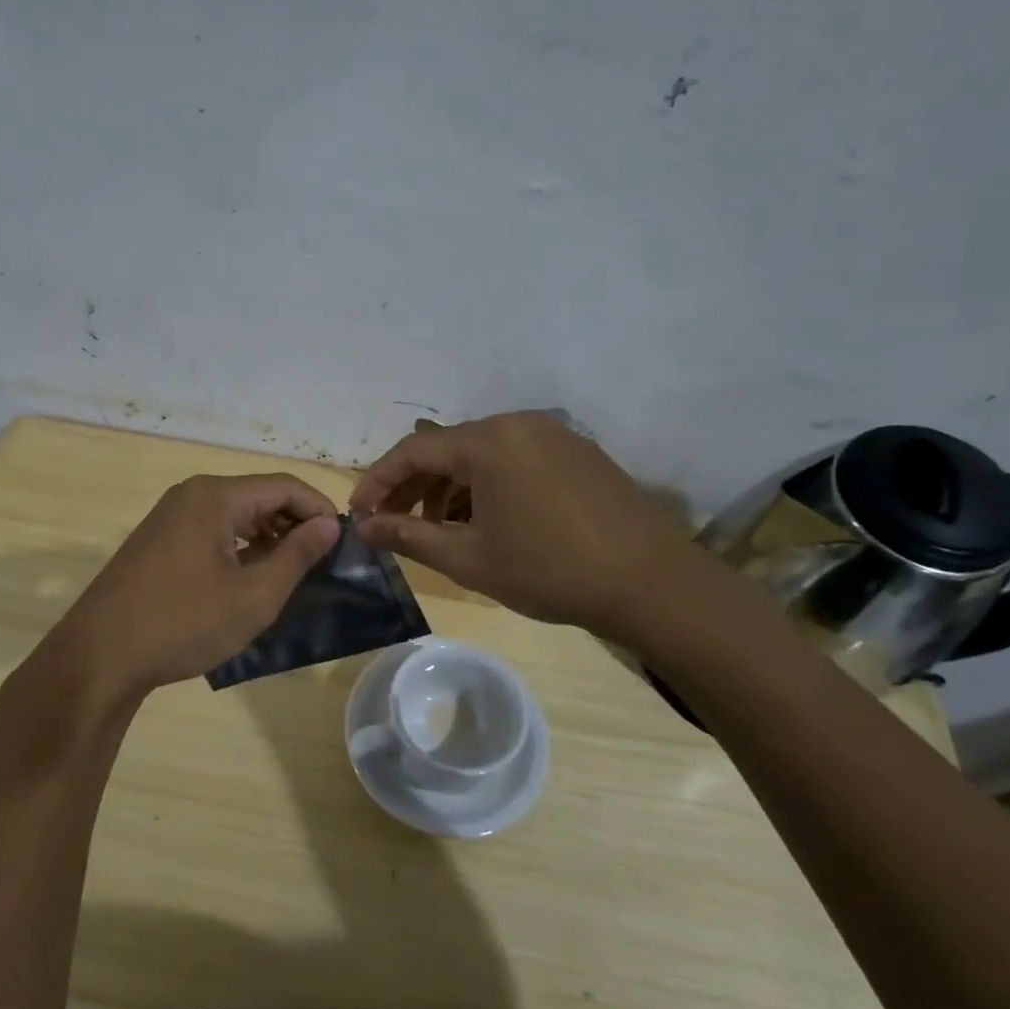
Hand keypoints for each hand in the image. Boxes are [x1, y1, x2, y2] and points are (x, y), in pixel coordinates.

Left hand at [36, 474, 340, 703]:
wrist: (101, 656)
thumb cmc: (184, 623)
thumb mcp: (254, 595)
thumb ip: (297, 555)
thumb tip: (329, 524)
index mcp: (215, 496)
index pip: (284, 486)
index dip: (319, 509)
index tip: (342, 542)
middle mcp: (191, 494)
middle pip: (258, 495)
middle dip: (294, 523)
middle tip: (321, 560)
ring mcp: (170, 516)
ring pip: (235, 514)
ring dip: (268, 536)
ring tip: (291, 571)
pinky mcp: (158, 540)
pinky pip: (211, 529)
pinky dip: (239, 546)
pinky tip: (250, 577)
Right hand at [350, 412, 694, 641]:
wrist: (650, 583)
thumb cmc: (548, 570)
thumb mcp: (468, 558)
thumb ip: (408, 537)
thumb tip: (364, 528)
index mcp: (489, 441)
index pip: (414, 450)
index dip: (379, 482)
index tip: (359, 514)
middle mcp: (519, 424)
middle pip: (448, 448)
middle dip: (413, 486)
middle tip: (391, 524)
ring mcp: (554, 436)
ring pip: (483, 455)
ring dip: (451, 488)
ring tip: (436, 529)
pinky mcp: (578, 454)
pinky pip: (515, 461)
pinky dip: (487, 486)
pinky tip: (484, 521)